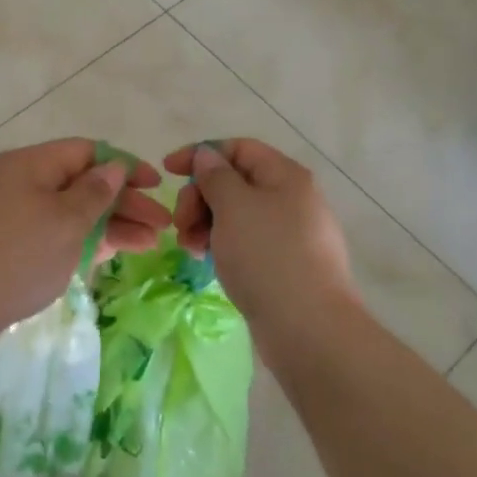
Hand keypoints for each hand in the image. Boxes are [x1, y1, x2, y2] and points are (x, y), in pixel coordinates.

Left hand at [0, 138, 166, 347]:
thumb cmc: (17, 258)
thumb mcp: (65, 222)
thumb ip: (95, 192)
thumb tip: (113, 166)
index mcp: (29, 163)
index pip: (87, 151)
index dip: (125, 167)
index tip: (157, 187)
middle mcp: (18, 180)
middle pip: (80, 182)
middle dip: (123, 202)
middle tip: (161, 227)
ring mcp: (10, 213)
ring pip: (68, 211)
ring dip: (109, 224)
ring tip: (148, 245)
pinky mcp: (6, 243)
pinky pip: (51, 231)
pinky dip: (81, 239)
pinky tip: (111, 252)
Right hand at [164, 139, 359, 352]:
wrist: (309, 328)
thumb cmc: (267, 256)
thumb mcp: (233, 206)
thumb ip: (215, 175)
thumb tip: (208, 155)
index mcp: (285, 175)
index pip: (237, 148)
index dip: (200, 154)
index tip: (167, 172)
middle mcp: (292, 198)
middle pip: (235, 181)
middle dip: (200, 196)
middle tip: (180, 223)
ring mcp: (292, 234)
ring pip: (238, 214)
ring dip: (206, 223)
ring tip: (190, 248)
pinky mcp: (286, 265)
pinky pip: (247, 242)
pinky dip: (223, 245)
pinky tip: (208, 262)